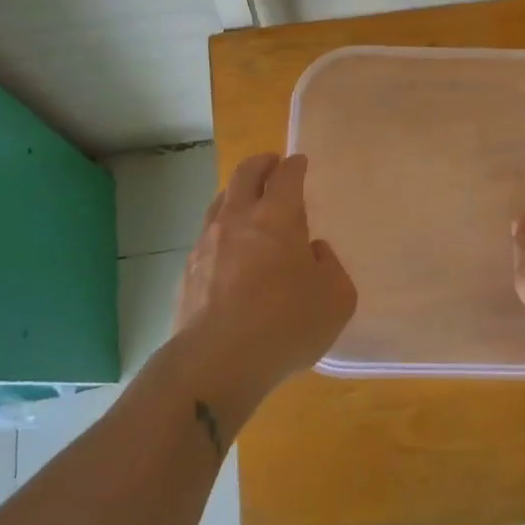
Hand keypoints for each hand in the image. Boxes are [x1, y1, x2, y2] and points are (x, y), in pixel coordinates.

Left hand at [174, 153, 356, 403]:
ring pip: (220, 201)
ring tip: (247, 203)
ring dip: (236, 194)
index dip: (295, 165)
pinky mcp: (189, 270)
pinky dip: (222, 230)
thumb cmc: (285, 324)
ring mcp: (207, 242)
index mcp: (277, 216)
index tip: (299, 163)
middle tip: (271, 165)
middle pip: (245, 174)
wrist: (215, 362)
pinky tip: (229, 250)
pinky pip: (207, 236)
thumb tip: (313, 252)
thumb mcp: (336, 299)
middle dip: (261, 164)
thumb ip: (330, 267)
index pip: (286, 175)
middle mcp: (238, 218)